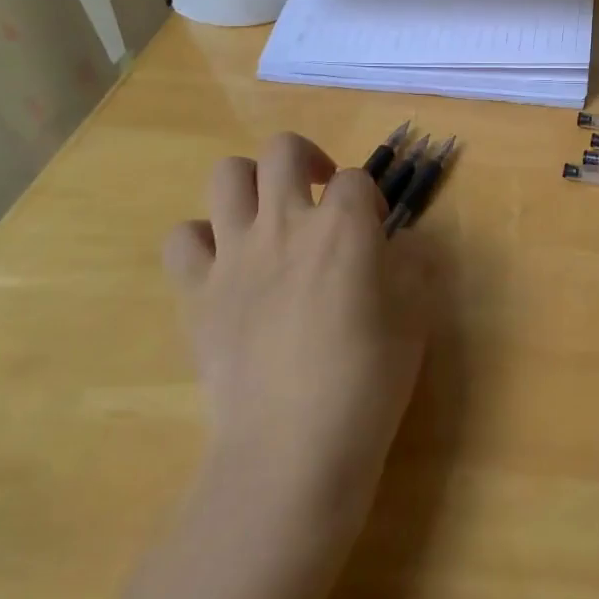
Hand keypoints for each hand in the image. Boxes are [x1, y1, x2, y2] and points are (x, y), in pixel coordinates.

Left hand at [162, 133, 439, 537]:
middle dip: (307, 160)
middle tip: (319, 194)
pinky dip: (201, 241)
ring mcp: (235, 255)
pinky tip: (225, 264)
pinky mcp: (197, 293)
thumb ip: (412, 266)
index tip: (376, 228)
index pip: (357, 178)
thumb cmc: (368, 380)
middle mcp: (286, 223)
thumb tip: (400, 246)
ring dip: (251, 184)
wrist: (293, 448)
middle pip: (283, 150)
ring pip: (226, 176)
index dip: (369, 197)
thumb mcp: (415, 316)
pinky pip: (183, 240)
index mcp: (344, 226)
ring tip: (268, 214)